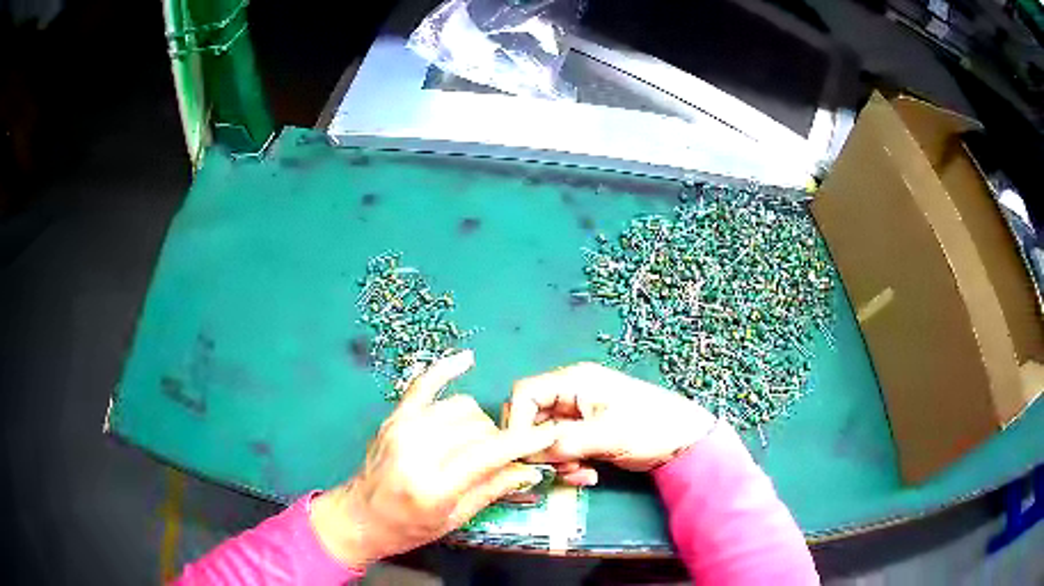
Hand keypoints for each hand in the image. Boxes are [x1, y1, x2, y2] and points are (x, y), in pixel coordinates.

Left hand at [311, 351, 554, 566]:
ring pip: (460, 408)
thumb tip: (530, 468)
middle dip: (499, 441)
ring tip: (477, 442)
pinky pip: (423, 385)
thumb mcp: (454, 519)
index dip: (524, 442)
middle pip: (477, 428)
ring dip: (479, 423)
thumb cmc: (408, 528)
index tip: (549, 434)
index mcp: (434, 484)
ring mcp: (402, 428)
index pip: (489, 453)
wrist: (359, 516)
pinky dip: (445, 369)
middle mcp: (417, 450)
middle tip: (501, 459)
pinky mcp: (394, 417)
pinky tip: (466, 359)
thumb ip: (492, 489)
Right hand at [505, 362, 715, 485]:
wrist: (686, 443)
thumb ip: (563, 442)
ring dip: (557, 461)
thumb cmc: (650, 428)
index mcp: (575, 381)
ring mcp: (579, 416)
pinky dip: (570, 465)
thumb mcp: (606, 435)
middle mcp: (572, 395)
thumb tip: (527, 456)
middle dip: (540, 448)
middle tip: (555, 468)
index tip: (522, 453)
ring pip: (546, 439)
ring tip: (581, 474)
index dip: (517, 422)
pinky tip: (589, 475)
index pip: (525, 395)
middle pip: (532, 419)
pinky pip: (562, 450)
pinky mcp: (587, 434)